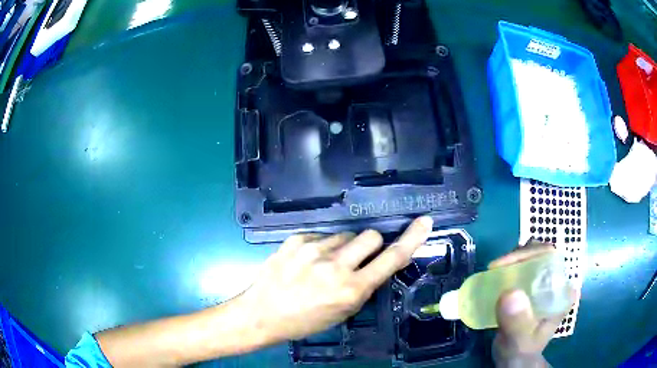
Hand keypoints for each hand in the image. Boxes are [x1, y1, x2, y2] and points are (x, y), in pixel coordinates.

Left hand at [237, 216, 433, 342]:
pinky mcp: (296, 239)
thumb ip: (363, 287)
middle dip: (370, 246)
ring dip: (342, 248)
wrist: (262, 313)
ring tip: (323, 265)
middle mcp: (336, 265)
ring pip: (345, 235)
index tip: (424, 222)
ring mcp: (313, 249)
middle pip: (371, 236)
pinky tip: (305, 262)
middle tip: (357, 259)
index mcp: (351, 289)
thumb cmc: (305, 321)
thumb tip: (375, 264)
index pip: (391, 258)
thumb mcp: (343, 312)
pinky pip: (321, 235)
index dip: (412, 239)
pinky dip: (321, 247)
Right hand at [490, 243, 577, 367]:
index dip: (529, 254)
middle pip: (540, 255)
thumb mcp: (519, 341)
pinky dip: (508, 269)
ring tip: (494, 273)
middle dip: (517, 256)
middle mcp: (555, 284)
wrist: (514, 360)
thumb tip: (510, 294)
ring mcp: (543, 284)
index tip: (504, 265)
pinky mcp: (531, 288)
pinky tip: (496, 278)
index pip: (552, 259)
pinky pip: (521, 269)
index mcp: (561, 293)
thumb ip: (517, 323)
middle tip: (495, 269)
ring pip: (530, 259)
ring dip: (512, 261)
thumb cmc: (520, 352)